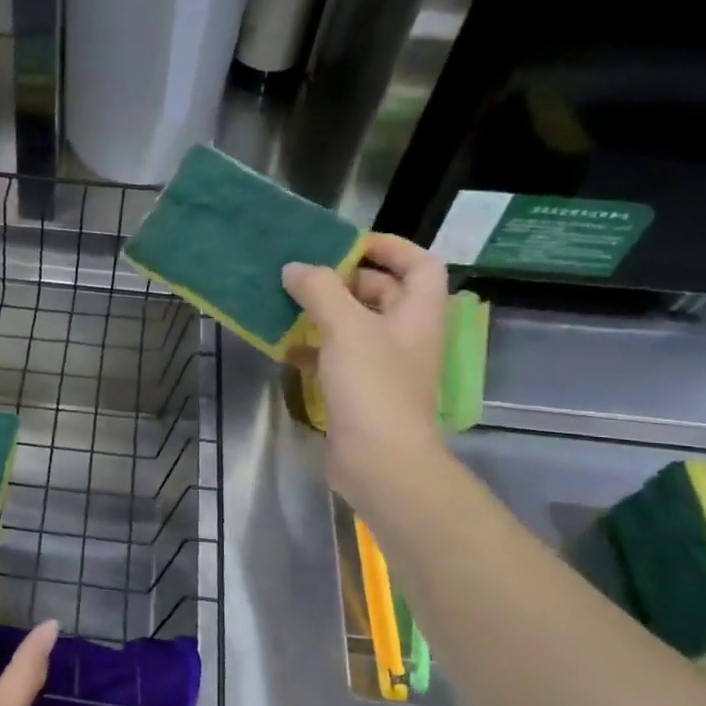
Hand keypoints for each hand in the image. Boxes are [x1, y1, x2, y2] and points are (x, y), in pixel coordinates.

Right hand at [282, 235, 449, 498]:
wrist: (379, 460)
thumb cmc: (372, 386)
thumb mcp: (346, 327)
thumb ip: (319, 290)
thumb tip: (294, 268)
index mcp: (418, 314)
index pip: (420, 264)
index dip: (390, 247)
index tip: (348, 245)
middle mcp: (406, 336)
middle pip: (383, 293)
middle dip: (346, 281)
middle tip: (307, 276)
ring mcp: (383, 367)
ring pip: (356, 327)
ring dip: (325, 314)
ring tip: (288, 305)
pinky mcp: (360, 392)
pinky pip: (337, 358)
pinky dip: (314, 348)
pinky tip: (285, 347)